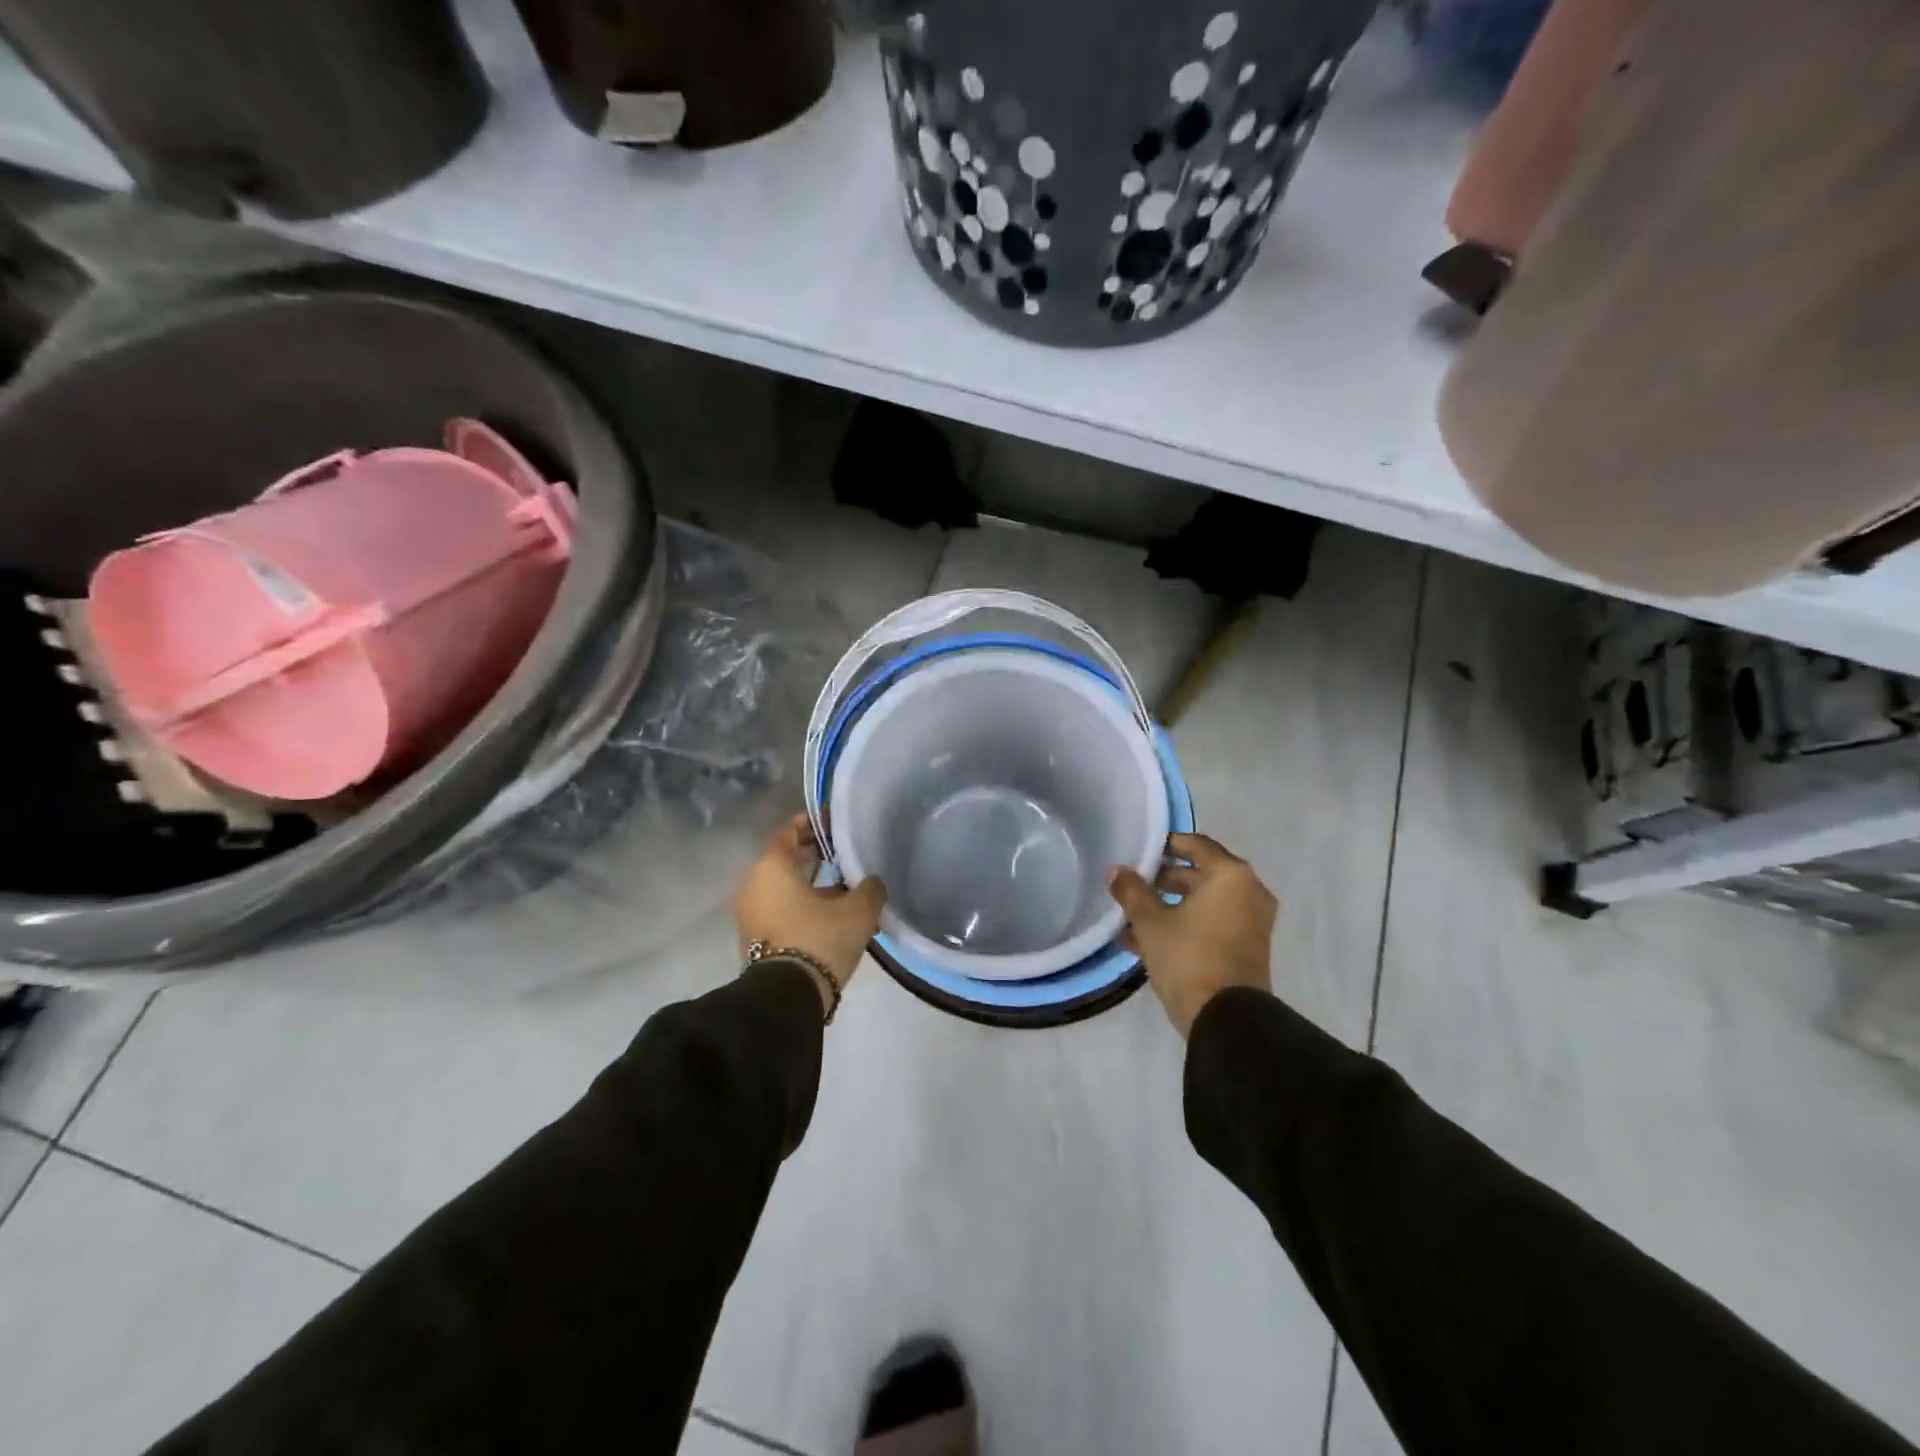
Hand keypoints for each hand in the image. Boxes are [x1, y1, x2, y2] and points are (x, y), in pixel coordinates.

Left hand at [734, 813, 886, 1012]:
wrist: (787, 997)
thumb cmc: (819, 939)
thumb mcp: (858, 911)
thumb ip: (870, 888)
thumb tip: (872, 883)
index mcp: (772, 866)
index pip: (789, 831)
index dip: (811, 823)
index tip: (832, 822)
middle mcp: (754, 884)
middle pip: (785, 859)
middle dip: (813, 854)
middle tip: (842, 853)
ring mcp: (750, 914)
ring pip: (784, 888)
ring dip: (811, 885)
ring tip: (845, 888)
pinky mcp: (754, 939)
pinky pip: (781, 910)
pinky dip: (802, 906)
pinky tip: (832, 915)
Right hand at [1108, 833, 1275, 1037]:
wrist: (1226, 1020)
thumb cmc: (1189, 957)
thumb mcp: (1151, 922)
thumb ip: (1132, 891)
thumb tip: (1116, 870)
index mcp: (1231, 876)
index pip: (1197, 845)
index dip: (1167, 844)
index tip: (1141, 849)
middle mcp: (1248, 892)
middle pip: (1201, 874)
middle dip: (1164, 879)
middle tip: (1133, 883)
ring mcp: (1251, 923)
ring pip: (1203, 903)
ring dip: (1170, 906)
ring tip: (1131, 915)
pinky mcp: (1246, 949)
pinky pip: (1211, 924)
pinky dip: (1184, 925)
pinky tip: (1143, 940)